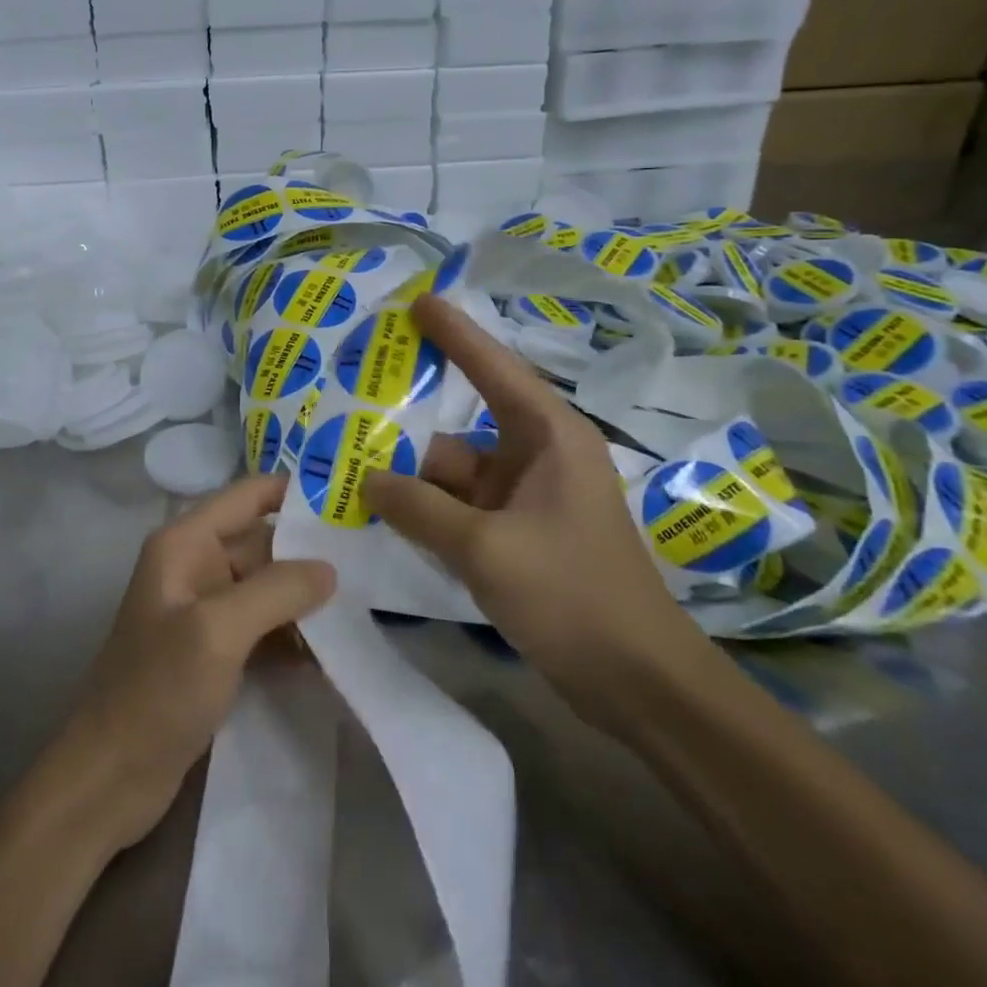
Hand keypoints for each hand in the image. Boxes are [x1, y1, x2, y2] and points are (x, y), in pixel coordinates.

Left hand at [53, 474, 335, 852]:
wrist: (109, 778)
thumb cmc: (157, 690)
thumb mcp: (218, 631)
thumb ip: (276, 590)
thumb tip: (330, 568)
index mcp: (186, 542)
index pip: (249, 496)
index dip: (296, 492)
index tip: (349, 502)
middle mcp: (196, 565)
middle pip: (264, 543)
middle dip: (311, 555)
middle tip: (373, 564)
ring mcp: (205, 610)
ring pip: (267, 587)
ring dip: (306, 601)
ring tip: (363, 609)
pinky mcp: (214, 650)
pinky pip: (262, 626)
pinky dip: (292, 636)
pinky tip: (331, 655)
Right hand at [364, 295, 714, 727]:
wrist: (639, 685)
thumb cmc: (572, 596)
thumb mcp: (486, 549)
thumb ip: (420, 509)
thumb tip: (367, 480)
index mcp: (548, 437)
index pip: (494, 367)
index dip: (455, 332)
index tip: (418, 300)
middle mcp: (537, 457)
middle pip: (461, 425)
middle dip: (409, 418)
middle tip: (353, 395)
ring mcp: (526, 499)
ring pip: (455, 471)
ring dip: (410, 472)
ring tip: (347, 459)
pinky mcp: (517, 534)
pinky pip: (460, 506)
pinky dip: (426, 506)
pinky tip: (380, 506)